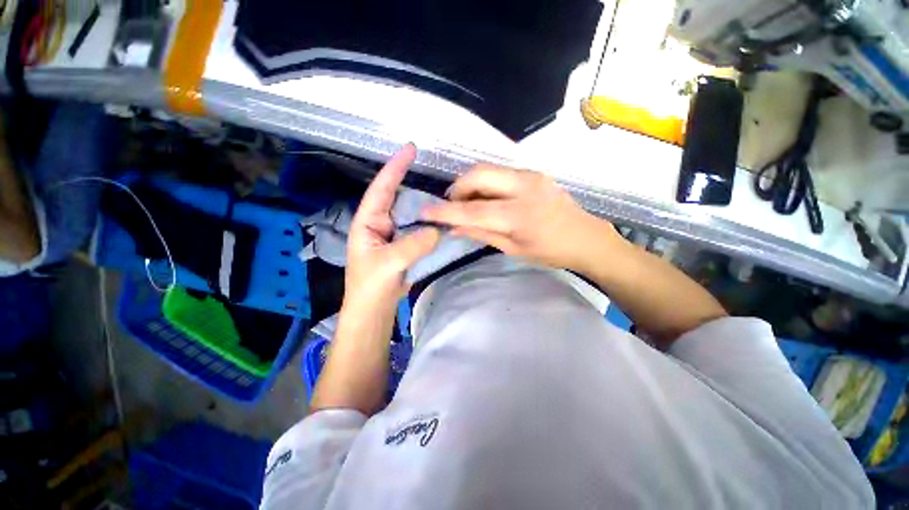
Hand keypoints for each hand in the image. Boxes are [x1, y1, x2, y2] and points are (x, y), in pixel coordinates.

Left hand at [344, 144, 440, 313]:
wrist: (374, 309)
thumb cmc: (370, 286)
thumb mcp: (387, 264)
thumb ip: (412, 246)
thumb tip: (437, 230)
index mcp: (368, 222)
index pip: (381, 189)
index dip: (395, 168)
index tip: (410, 148)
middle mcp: (381, 223)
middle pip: (399, 198)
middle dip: (415, 185)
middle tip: (438, 176)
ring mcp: (395, 234)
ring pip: (412, 214)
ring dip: (427, 207)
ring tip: (446, 197)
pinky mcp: (406, 246)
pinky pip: (420, 230)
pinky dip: (431, 224)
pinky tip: (444, 221)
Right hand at [422, 164, 621, 272]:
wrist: (586, 237)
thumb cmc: (550, 252)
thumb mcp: (513, 249)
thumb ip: (481, 234)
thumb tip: (453, 229)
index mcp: (519, 215)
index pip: (473, 210)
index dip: (446, 212)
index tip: (424, 212)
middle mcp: (525, 187)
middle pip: (479, 174)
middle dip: (457, 187)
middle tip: (452, 204)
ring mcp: (531, 175)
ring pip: (488, 169)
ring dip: (470, 183)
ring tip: (467, 201)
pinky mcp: (534, 172)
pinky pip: (500, 172)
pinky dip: (485, 183)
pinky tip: (485, 196)